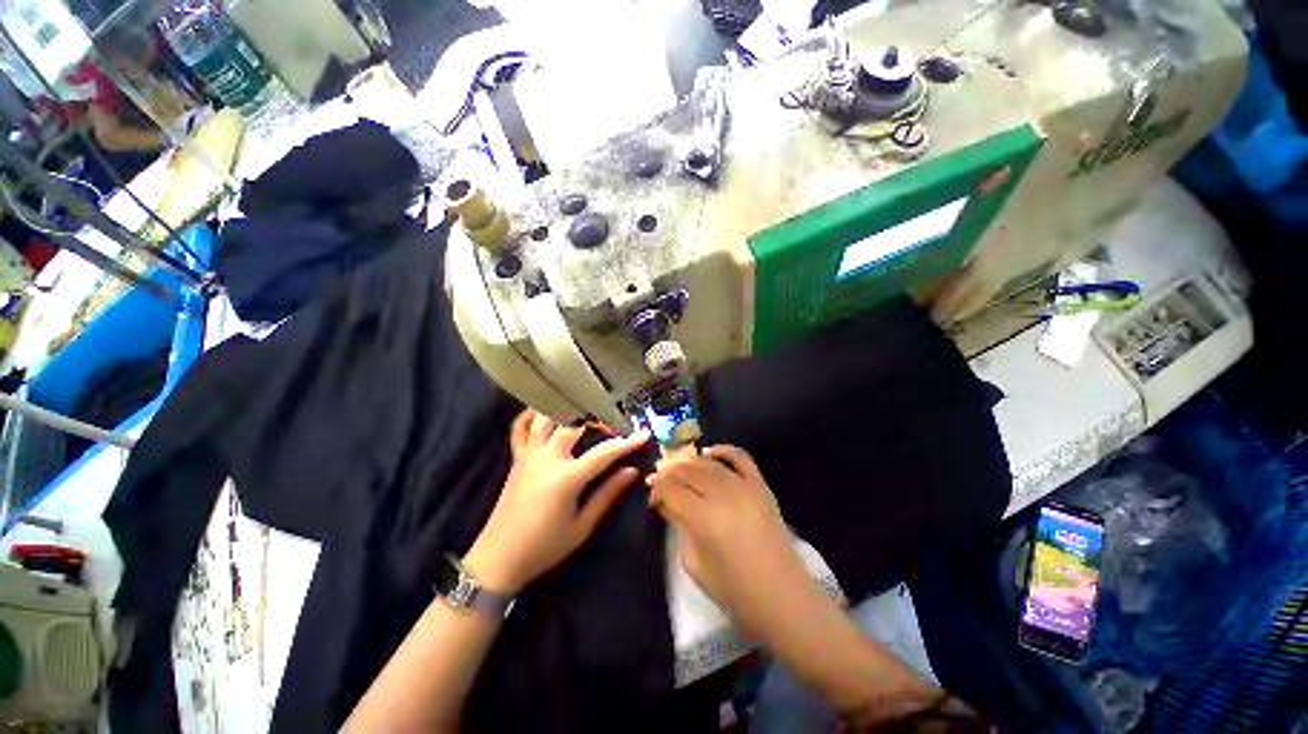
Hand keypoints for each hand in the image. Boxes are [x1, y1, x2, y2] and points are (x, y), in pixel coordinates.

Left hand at [465, 410, 649, 593]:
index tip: (644, 434)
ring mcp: (529, 454)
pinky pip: (520, 428)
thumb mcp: (582, 526)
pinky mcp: (517, 457)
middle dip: (598, 419)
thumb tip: (632, 472)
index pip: (604, 452)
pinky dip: (531, 415)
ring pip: (548, 417)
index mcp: (567, 478)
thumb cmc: (544, 546)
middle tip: (613, 427)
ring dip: (568, 410)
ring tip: (585, 413)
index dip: (627, 442)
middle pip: (575, 423)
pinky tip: (543, 411)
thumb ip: (607, 494)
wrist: (499, 558)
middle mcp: (547, 458)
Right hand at [646, 446, 809, 630]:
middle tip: (660, 482)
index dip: (657, 490)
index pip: (671, 489)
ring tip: (679, 471)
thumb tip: (667, 503)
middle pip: (687, 471)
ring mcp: (744, 486)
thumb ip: (679, 526)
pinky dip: (722, 450)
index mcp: (703, 518)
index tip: (652, 498)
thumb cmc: (733, 590)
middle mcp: (722, 494)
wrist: (781, 596)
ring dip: (689, 463)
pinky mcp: (760, 485)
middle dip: (668, 473)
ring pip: (708, 462)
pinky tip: (709, 452)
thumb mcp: (694, 564)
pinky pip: (740, 457)